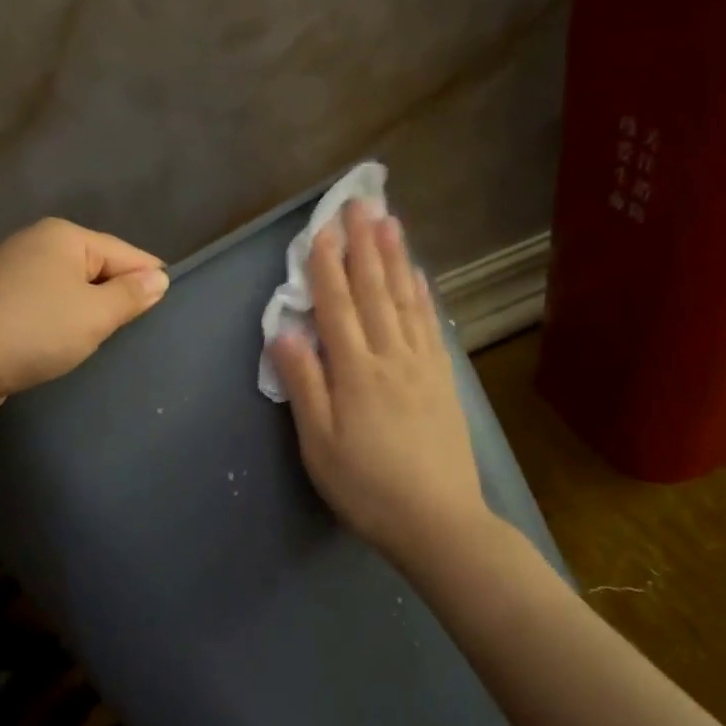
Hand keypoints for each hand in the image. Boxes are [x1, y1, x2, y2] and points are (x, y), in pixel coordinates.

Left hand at [0, 218, 168, 421]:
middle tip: (135, 336)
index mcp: (64, 236)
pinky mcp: (0, 303)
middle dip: (116, 299)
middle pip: (97, 269)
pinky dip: (61, 325)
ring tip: (104, 345)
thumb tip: (159, 278)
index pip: (125, 253)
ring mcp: (14, 273)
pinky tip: (68, 347)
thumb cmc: (32, 331)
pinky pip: (47, 308)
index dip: (148, 282)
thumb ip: (131, 295)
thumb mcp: (94, 314)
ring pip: (72, 291)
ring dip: (88, 315)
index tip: (166, 314)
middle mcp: (38, 245)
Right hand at [269, 201, 490, 567]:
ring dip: (396, 258)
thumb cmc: (366, 487)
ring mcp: (422, 365)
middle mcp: (391, 357)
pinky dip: (422, 294)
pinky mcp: (443, 379)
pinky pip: (430, 324)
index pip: (337, 307)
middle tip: (360, 203)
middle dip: (363, 245)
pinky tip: (419, 277)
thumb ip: (303, 385)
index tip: (322, 228)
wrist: (438, 522)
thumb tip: (283, 332)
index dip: (327, 266)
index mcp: (355, 372)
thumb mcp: (318, 444)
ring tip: (390, 222)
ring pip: (405, 300)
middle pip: (375, 291)